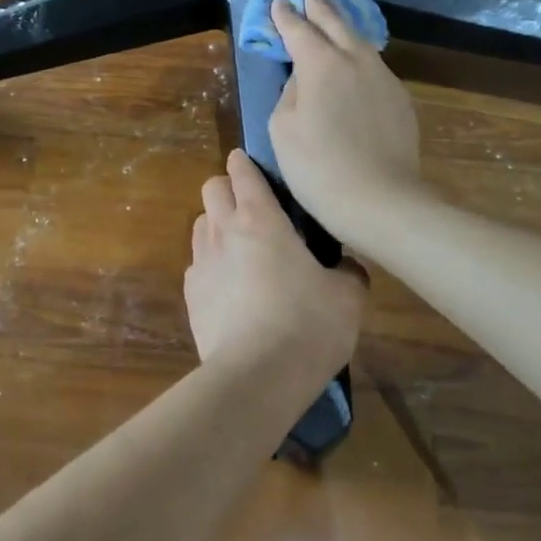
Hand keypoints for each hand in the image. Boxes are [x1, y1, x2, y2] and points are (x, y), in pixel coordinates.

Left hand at [186, 149, 364, 381]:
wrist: (257, 377)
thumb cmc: (307, 324)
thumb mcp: (347, 297)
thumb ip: (349, 271)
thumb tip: (348, 266)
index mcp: (260, 218)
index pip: (242, 172)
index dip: (245, 163)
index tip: (251, 163)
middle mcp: (223, 231)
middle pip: (212, 188)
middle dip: (227, 189)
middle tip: (252, 207)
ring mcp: (201, 263)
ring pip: (200, 223)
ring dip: (216, 224)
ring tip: (240, 246)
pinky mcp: (190, 295)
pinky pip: (196, 264)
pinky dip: (210, 264)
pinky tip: (230, 286)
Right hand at [268, 0, 428, 243]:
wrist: (380, 200)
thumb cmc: (317, 166)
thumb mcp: (282, 128)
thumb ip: (290, 92)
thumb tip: (304, 78)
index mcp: (320, 63)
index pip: (298, 28)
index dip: (285, 14)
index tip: (278, 1)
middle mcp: (355, 59)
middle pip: (335, 21)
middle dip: (318, 3)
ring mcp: (383, 77)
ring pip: (359, 41)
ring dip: (342, 26)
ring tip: (332, 18)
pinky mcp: (400, 98)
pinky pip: (373, 66)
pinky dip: (358, 56)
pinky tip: (353, 63)